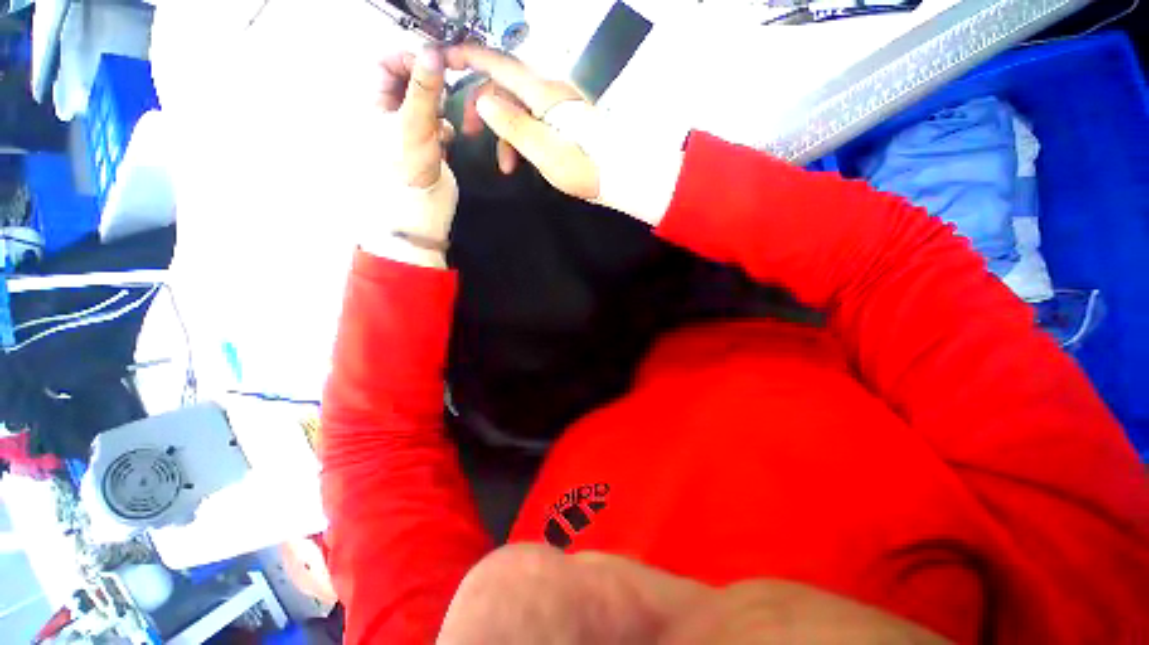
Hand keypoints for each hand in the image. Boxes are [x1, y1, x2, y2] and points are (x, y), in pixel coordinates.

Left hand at [365, 48, 458, 266]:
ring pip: (426, 104)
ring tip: (444, 120)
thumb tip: (432, 52)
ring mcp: (408, 130)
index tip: (431, 67)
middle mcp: (389, 113)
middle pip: (408, 82)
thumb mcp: (414, 124)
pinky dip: (444, 127)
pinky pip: (436, 124)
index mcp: (374, 103)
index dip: (407, 60)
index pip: (385, 64)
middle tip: (442, 95)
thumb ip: (424, 89)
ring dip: (439, 109)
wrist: (422, 209)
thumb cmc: (408, 169)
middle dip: (428, 87)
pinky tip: (446, 138)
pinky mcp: (426, 145)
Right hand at [445, 45, 599, 200]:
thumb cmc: (584, 166)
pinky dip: (522, 137)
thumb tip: (483, 101)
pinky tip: (520, 160)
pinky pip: (533, 119)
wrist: (618, 175)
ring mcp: (558, 105)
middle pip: (505, 86)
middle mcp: (549, 91)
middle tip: (467, 132)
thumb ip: (512, 125)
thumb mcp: (543, 151)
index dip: (469, 58)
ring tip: (504, 164)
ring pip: (518, 107)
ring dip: (504, 131)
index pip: (499, 64)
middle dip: (483, 106)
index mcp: (543, 93)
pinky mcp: (563, 119)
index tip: (444, 60)